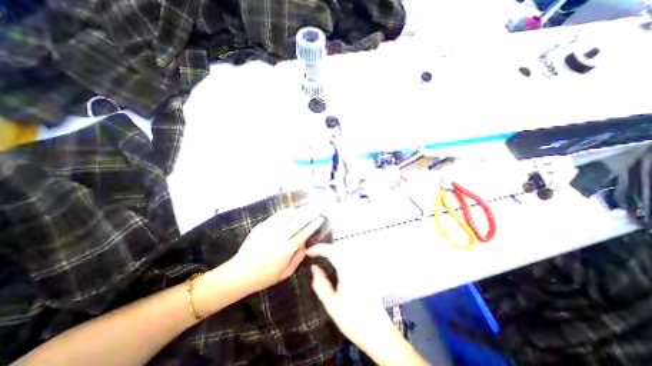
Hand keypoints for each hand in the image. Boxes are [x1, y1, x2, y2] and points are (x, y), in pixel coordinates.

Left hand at [228, 209, 324, 293]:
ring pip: (287, 216)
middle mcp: (279, 237)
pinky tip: (291, 210)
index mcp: (286, 250)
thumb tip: (306, 244)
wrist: (239, 274)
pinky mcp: (261, 226)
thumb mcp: (286, 273)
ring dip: (298, 211)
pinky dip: (286, 212)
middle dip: (309, 214)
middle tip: (316, 209)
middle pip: (298, 222)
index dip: (313, 225)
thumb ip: (298, 257)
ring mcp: (269, 230)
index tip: (320, 219)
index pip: (304, 233)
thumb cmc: (264, 277)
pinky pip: (276, 216)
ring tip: (306, 208)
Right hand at [306, 245, 397, 353]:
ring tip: (321, 257)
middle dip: (324, 248)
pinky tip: (334, 264)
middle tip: (313, 254)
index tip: (308, 252)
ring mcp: (363, 267)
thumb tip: (313, 267)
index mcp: (348, 271)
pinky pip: (350, 257)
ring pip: (345, 251)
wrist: (378, 333)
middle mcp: (357, 265)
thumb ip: (321, 284)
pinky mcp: (365, 271)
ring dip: (332, 251)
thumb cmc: (354, 321)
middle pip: (339, 248)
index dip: (319, 248)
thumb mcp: (332, 306)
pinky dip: (339, 255)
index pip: (332, 251)